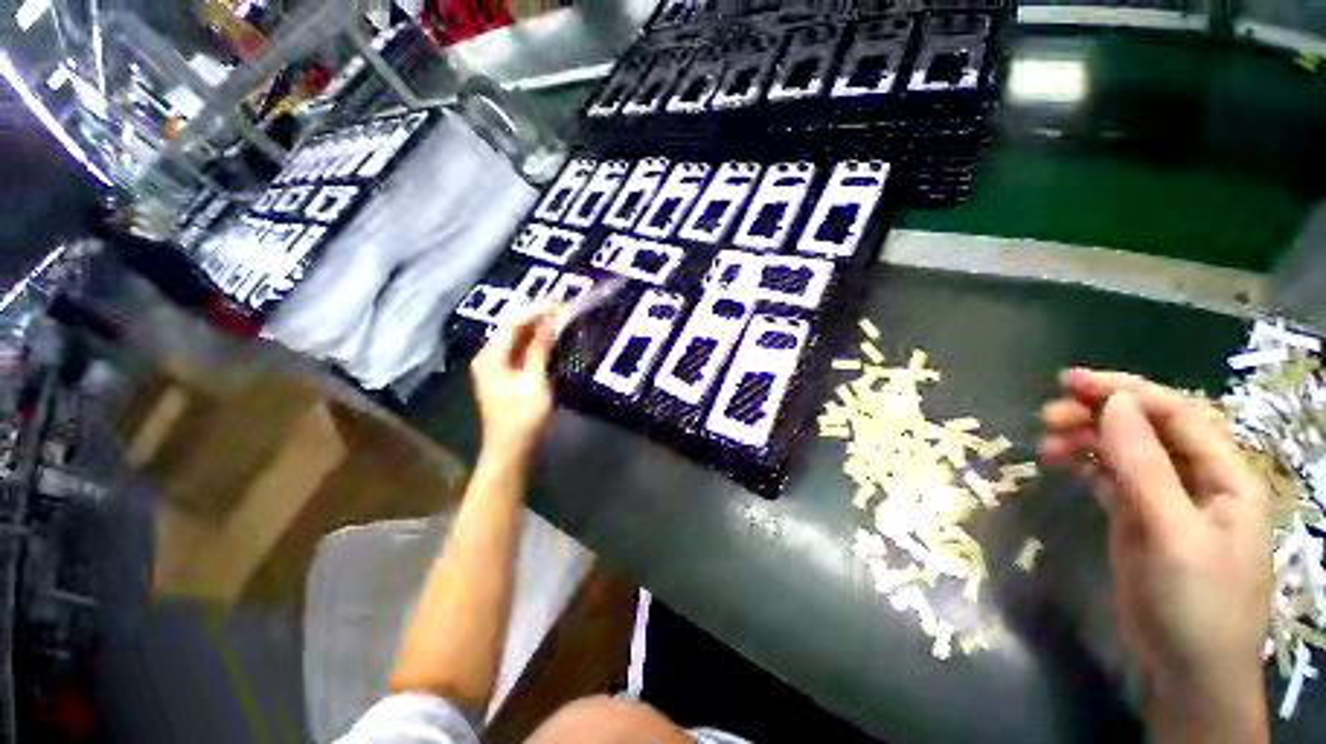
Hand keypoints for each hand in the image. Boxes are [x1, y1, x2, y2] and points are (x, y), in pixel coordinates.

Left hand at [471, 306, 554, 462]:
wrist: (510, 451)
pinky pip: (519, 349)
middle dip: (537, 315)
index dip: (536, 310)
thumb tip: (549, 323)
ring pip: (516, 337)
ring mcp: (495, 366)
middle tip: (562, 306)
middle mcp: (488, 357)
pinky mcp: (504, 374)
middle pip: (512, 327)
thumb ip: (539, 351)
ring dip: (537, 327)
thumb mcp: (535, 384)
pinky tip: (549, 338)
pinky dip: (534, 342)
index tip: (560, 303)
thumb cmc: (523, 420)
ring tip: (559, 317)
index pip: (513, 323)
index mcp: (490, 358)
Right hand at [1039, 368, 1270, 743]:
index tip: (1070, 381)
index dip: (1126, 390)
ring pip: (1123, 451)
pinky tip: (1058, 461)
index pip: (1176, 414)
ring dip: (1085, 438)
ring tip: (1045, 442)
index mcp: (1224, 476)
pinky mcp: (1138, 519)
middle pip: (1147, 428)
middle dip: (1099, 413)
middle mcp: (1197, 480)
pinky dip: (1084, 464)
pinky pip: (1110, 477)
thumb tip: (1114, 403)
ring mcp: (1165, 501)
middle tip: (1047, 414)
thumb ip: (1144, 466)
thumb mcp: (1172, 533)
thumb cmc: (1195, 602)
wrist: (1183, 671)